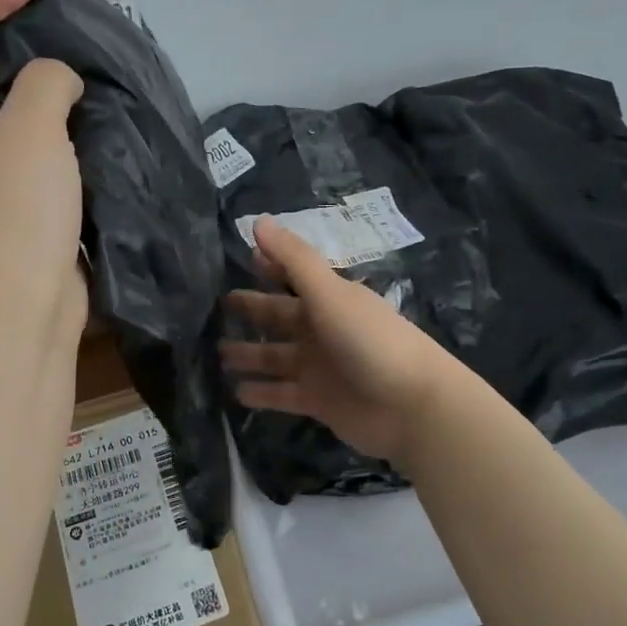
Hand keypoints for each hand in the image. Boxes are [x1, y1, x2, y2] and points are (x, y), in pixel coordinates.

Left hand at [0, 0, 85, 345]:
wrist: (11, 318)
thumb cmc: (9, 214)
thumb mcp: (30, 129)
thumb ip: (45, 81)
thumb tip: (55, 83)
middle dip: (11, 42)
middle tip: (61, 22)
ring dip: (36, 92)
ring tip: (81, 68)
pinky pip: (21, 153)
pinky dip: (48, 133)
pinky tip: (85, 124)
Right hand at [219, 218, 457, 462]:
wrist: (410, 405)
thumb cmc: (369, 339)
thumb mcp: (329, 293)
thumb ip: (293, 259)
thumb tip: (257, 220)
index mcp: (329, 299)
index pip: (293, 276)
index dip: (270, 266)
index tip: (243, 257)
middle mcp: (322, 329)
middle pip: (280, 317)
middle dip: (252, 310)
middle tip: (218, 307)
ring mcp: (320, 367)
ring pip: (275, 357)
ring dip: (249, 355)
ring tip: (216, 353)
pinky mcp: (318, 401)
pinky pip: (281, 394)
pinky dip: (261, 393)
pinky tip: (234, 392)